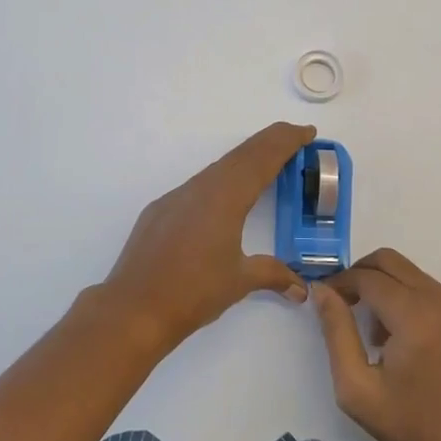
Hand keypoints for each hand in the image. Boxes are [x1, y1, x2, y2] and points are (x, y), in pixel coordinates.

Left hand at [102, 122, 315, 349]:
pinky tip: (225, 196)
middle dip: (271, 142)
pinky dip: (221, 179)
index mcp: (226, 197)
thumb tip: (301, 288)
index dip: (286, 142)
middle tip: (295, 137)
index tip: (307, 131)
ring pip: (218, 167)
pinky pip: (198, 184)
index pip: (262, 159)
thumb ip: (273, 275)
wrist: (134, 308)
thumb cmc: (193, 292)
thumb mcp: (239, 281)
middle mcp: (201, 187)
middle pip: (242, 155)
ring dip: (246, 160)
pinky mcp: (160, 210)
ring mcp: (177, 196)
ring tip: (267, 164)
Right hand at [313, 248, 440, 440]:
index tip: (328, 297)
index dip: (342, 282)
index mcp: (414, 316)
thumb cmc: (410, 425)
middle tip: (348, 301)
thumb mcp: (357, 388)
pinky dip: (418, 306)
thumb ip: (337, 332)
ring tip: (381, 334)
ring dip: (391, 291)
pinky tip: (415, 344)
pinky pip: (439, 297)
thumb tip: (322, 289)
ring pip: (416, 278)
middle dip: (363, 273)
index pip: (368, 277)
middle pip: (393, 261)